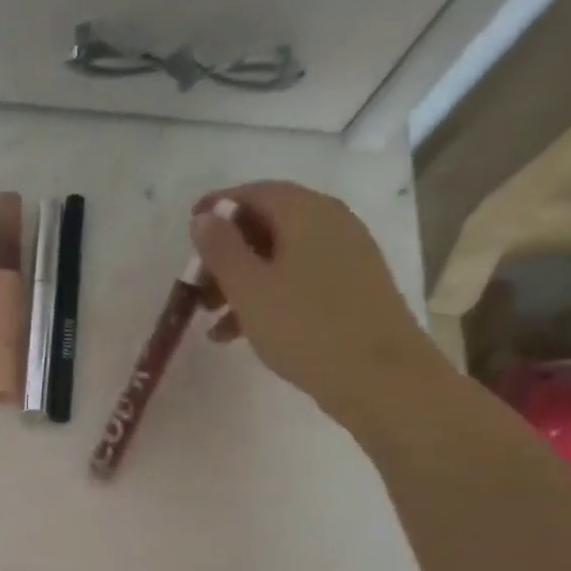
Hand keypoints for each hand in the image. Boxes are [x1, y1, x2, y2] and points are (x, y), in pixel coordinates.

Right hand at [190, 181, 449, 429]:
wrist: (380, 378)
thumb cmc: (306, 328)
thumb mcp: (249, 288)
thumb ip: (221, 249)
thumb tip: (205, 217)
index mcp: (307, 213)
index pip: (256, 192)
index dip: (219, 207)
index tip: (190, 228)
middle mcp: (331, 224)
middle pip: (268, 225)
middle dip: (227, 253)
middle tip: (196, 287)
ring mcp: (346, 257)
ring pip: (280, 257)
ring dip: (242, 281)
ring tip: (212, 320)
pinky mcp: (351, 289)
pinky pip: (298, 280)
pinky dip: (268, 296)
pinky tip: (242, 333)